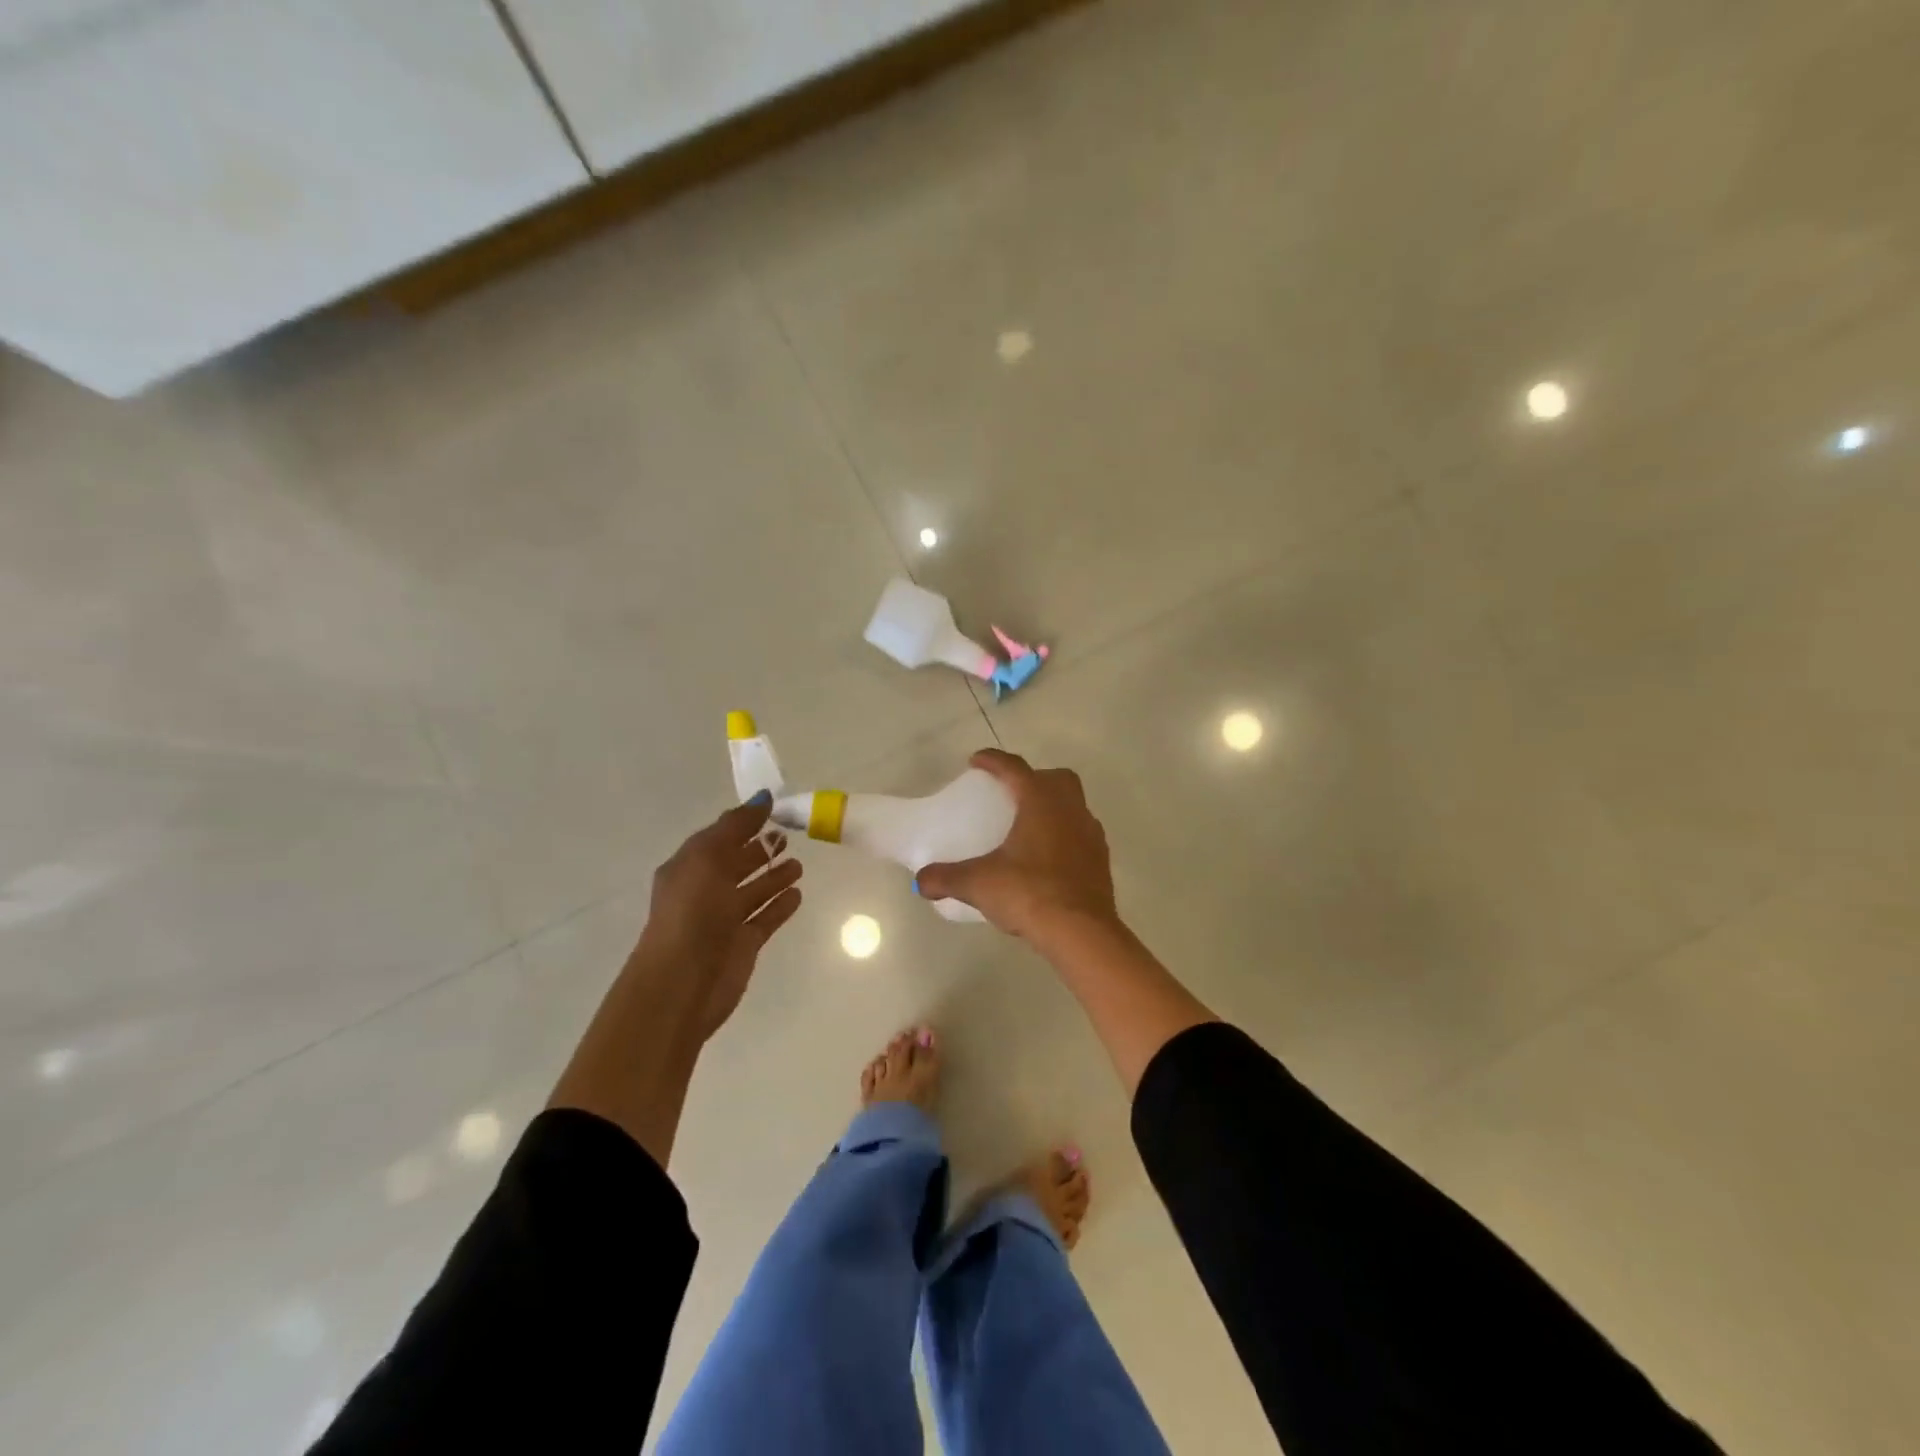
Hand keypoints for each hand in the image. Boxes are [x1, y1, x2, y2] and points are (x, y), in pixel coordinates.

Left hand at [630, 795, 803, 1039]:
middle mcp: (704, 891)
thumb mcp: (708, 858)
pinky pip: (766, 917)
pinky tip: (798, 894)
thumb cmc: (692, 912)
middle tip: (788, 836)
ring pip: (754, 891)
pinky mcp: (744, 943)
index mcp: (688, 867)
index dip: (743, 822)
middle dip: (760, 849)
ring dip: (774, 876)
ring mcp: (724, 919)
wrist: (682, 982)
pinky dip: (780, 905)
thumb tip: (763, 797)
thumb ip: (736, 826)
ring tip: (798, 865)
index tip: (773, 807)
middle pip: (736, 863)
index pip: (719, 837)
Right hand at [915, 749, 1118, 944]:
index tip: (976, 761)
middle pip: (1055, 779)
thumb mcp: (979, 884)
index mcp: (1041, 801)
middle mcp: (1070, 809)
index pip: (1015, 768)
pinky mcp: (1101, 860)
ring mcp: (1091, 834)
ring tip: (1027, 827)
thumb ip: (946, 878)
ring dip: (1052, 807)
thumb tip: (920, 881)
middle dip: (1033, 779)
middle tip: (1009, 794)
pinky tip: (1046, 858)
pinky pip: (1081, 835)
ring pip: (1073, 806)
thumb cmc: (1029, 893)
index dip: (993, 761)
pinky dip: (1064, 836)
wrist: (1081, 932)